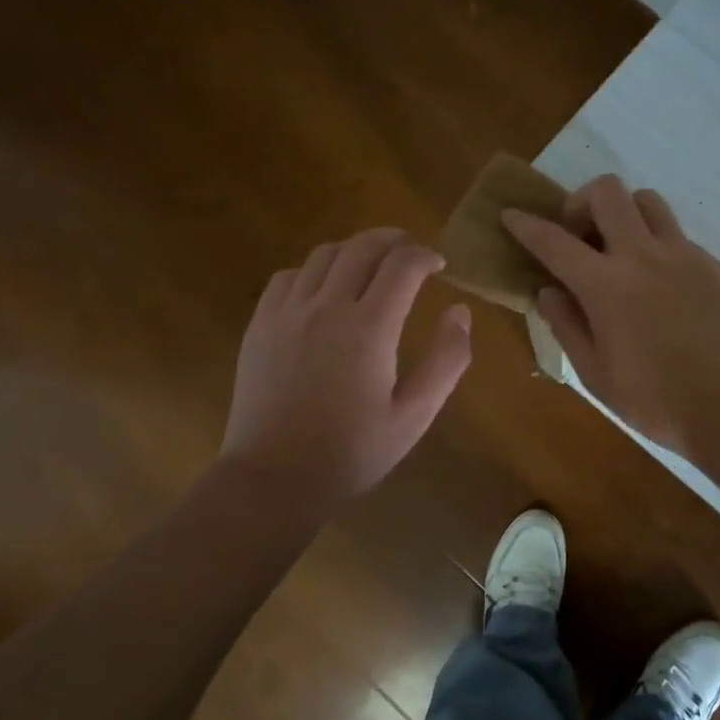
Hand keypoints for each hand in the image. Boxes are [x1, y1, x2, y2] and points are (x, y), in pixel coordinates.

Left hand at [221, 229, 472, 506]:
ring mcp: (286, 312)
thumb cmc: (352, 452)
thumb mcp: (415, 415)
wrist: (274, 478)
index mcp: (369, 328)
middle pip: (362, 247)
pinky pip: (289, 277)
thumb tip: (460, 311)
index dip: (425, 256)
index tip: (439, 265)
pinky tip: (323, 292)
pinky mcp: (260, 325)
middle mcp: (326, 307)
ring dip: (354, 251)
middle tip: (411, 252)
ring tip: (371, 267)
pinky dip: (314, 271)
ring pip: (323, 255)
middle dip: (393, 240)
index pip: (402, 265)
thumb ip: (446, 360)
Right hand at [503, 176, 719, 457]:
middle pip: (608, 192)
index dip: (526, 224)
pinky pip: (676, 235)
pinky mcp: (713, 265)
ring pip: (648, 200)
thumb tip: (547, 291)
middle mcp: (643, 256)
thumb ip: (566, 325)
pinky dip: (655, 244)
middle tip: (579, 236)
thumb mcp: (595, 373)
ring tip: (620, 249)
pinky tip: (658, 284)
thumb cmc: (654, 400)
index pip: (554, 241)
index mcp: (607, 286)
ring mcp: (684, 255)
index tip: (511, 214)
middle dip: (581, 201)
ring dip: (624, 213)